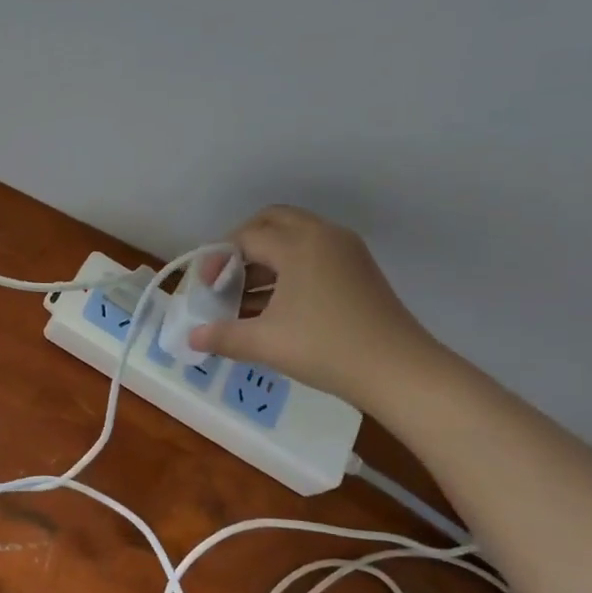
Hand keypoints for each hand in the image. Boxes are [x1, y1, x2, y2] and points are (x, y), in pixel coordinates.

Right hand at [187, 206, 439, 407]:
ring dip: (266, 258)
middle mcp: (323, 236)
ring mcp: (346, 251)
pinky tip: (276, 305)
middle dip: (243, 244)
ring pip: (295, 237)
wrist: (399, 371)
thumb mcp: (266, 343)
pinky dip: (289, 268)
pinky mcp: (359, 269)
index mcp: (298, 244)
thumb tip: (192, 338)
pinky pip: (314, 253)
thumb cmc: (326, 349)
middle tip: (226, 276)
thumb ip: (223, 336)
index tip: (207, 289)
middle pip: (272, 221)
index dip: (219, 259)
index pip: (246, 237)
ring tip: (246, 296)